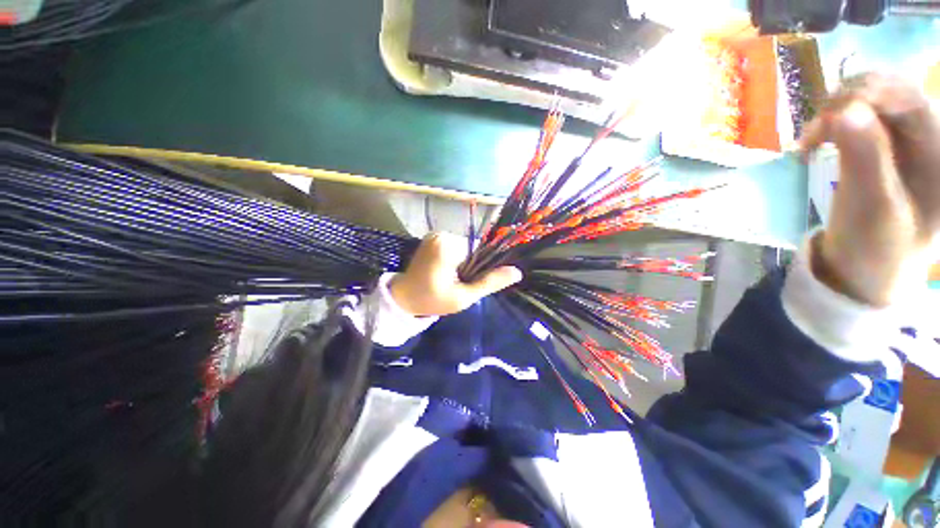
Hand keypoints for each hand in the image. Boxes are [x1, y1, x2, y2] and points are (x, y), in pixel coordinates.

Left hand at [389, 232, 522, 315]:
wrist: (403, 298)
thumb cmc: (432, 300)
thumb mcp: (463, 297)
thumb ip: (489, 283)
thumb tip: (517, 272)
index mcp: (448, 246)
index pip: (480, 251)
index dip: (481, 268)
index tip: (471, 282)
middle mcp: (442, 234)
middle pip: (472, 248)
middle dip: (471, 266)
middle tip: (460, 283)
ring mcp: (436, 234)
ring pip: (465, 248)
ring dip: (464, 263)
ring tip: (452, 278)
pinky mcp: (433, 238)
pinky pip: (455, 247)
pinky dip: (456, 259)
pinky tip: (447, 271)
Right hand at [801, 74, 939, 305]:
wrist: (865, 271)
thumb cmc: (874, 247)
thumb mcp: (871, 207)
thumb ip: (864, 156)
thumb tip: (843, 112)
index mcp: (939, 155)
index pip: (909, 98)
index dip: (868, 93)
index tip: (826, 115)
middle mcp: (929, 140)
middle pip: (891, 92)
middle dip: (850, 100)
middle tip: (816, 128)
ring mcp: (906, 143)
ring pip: (873, 100)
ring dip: (838, 110)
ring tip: (812, 137)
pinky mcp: (884, 149)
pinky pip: (861, 117)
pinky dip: (835, 121)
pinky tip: (819, 138)